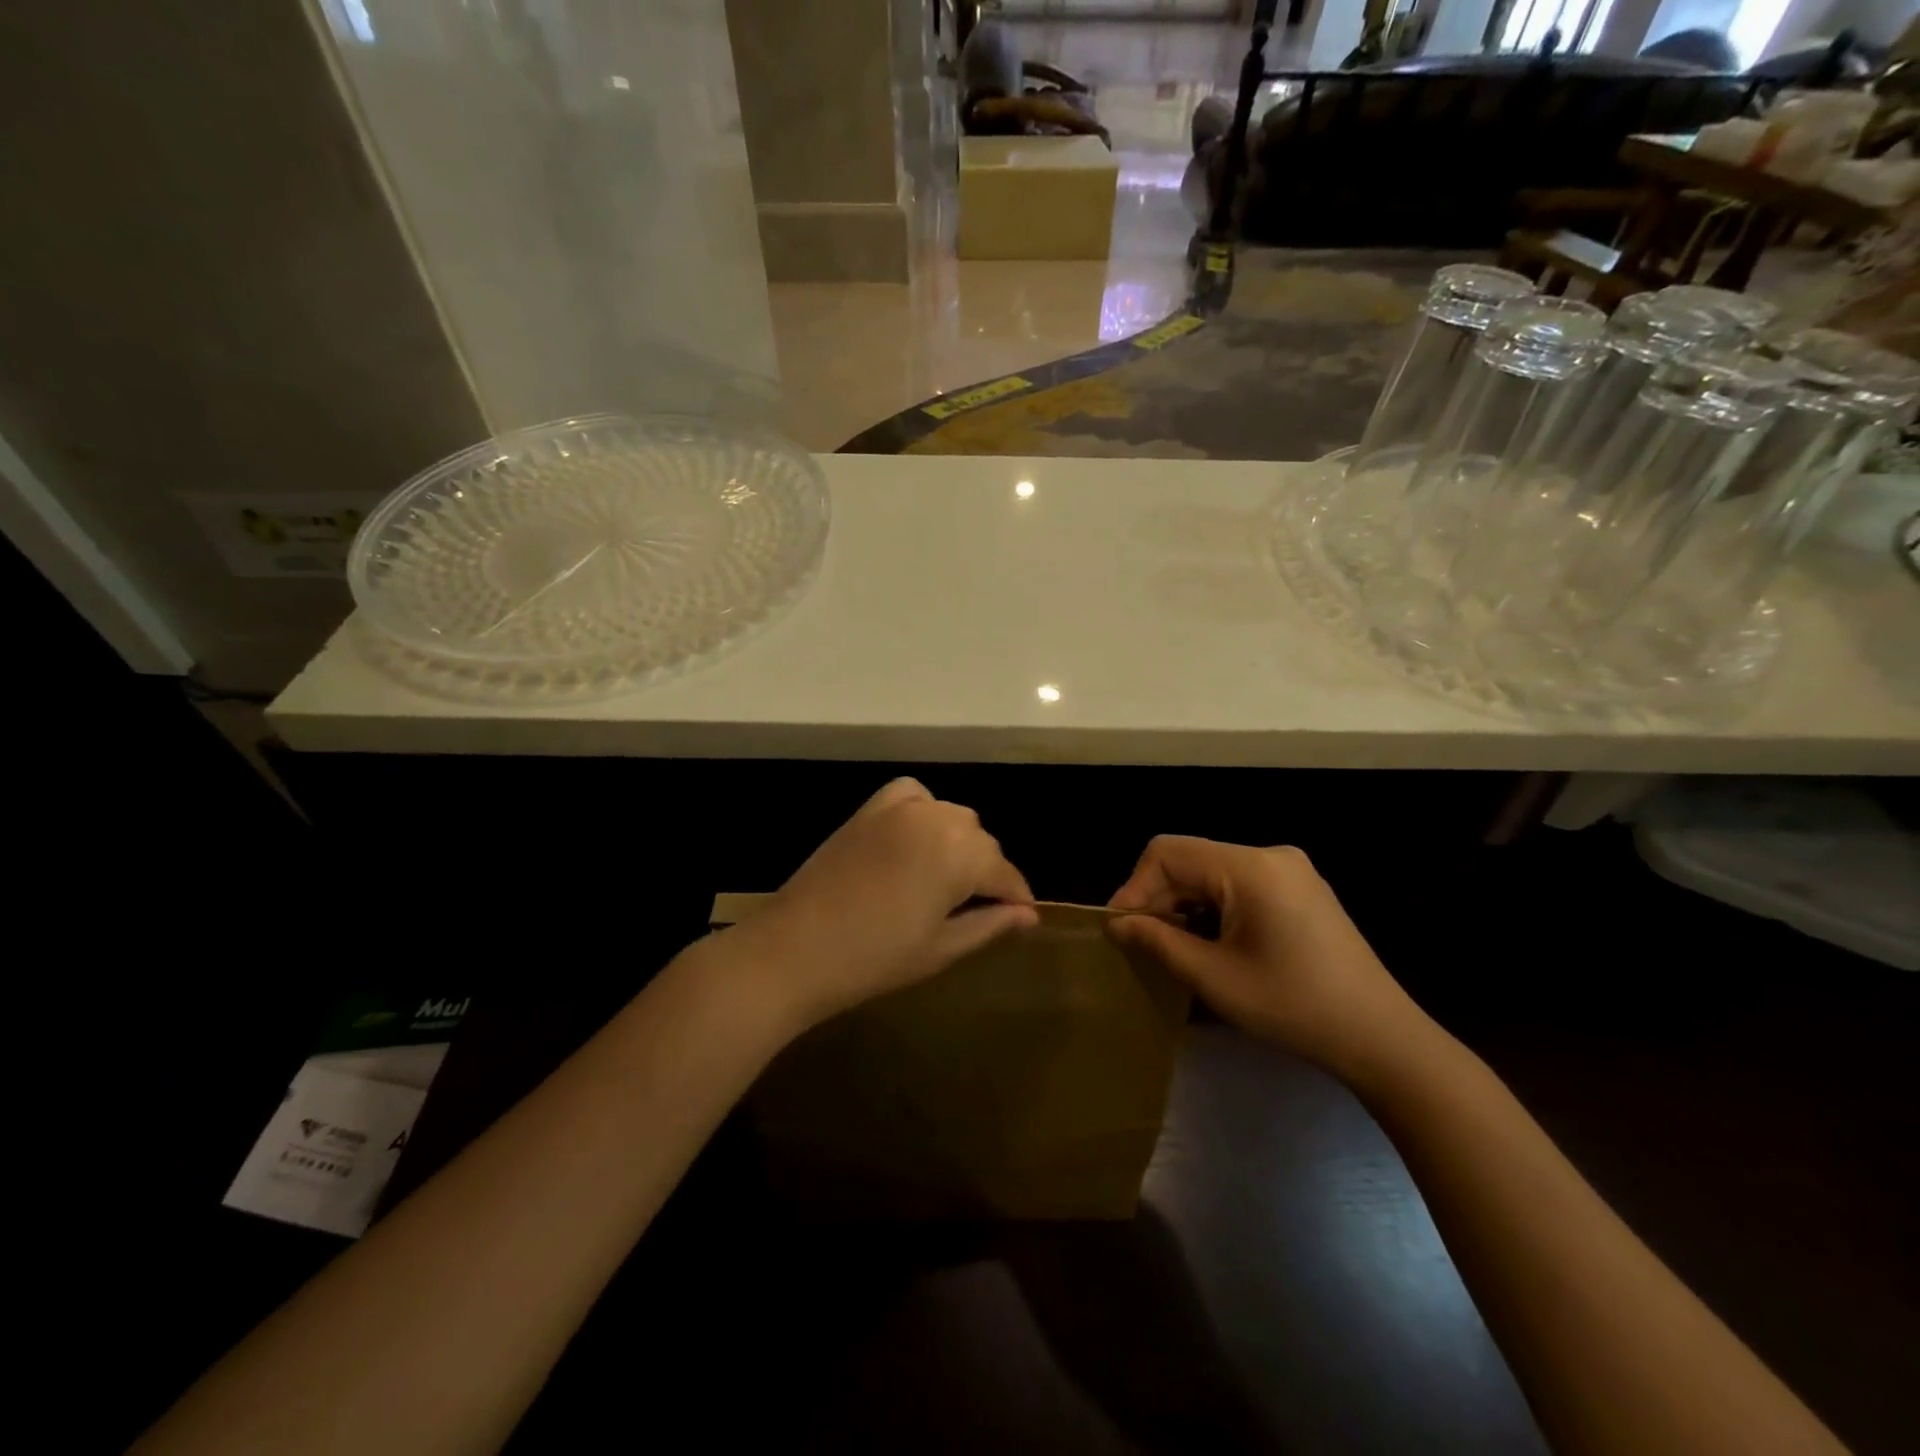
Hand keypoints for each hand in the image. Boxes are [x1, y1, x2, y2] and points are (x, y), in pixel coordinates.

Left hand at [726, 779, 1037, 1029]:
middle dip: (987, 872)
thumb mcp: (941, 948)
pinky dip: (925, 811)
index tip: (1023, 918)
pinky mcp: (869, 810)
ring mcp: (899, 809)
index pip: (1004, 872)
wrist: (794, 950)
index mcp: (960, 853)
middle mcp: (936, 819)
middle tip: (979, 909)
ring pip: (951, 817)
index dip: (1017, 897)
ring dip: (959, 843)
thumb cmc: (874, 959)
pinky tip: (918, 838)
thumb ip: (990, 924)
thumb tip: (1028, 915)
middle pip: (981, 840)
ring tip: (948, 880)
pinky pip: (912, 795)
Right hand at [1107, 836, 1424, 1081]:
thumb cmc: (1293, 1006)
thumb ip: (1158, 941)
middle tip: (1141, 942)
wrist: (1381, 1038)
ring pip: (1212, 871)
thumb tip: (1116, 923)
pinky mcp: (1300, 888)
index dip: (1135, 886)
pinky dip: (1213, 906)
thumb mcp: (1214, 977)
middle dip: (1159, 897)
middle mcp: (1270, 854)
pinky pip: (1239, 883)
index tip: (1120, 929)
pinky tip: (1211, 942)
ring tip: (1173, 946)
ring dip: (1185, 903)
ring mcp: (1289, 869)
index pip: (1168, 852)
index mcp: (1250, 866)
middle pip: (1190, 859)